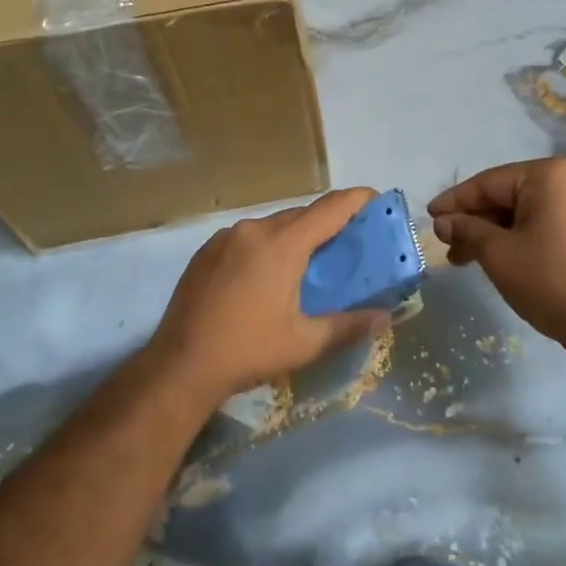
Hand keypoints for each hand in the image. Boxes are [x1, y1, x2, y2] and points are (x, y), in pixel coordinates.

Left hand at [149, 188, 390, 407]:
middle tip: (349, 243)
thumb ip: (349, 325)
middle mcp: (254, 228)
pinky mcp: (207, 249)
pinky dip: (267, 246)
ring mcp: (226, 236)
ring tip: (310, 263)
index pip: (330, 208)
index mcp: (282, 244)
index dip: (358, 200)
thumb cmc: (247, 351)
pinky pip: (248, 236)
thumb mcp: (304, 343)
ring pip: (273, 225)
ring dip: (295, 236)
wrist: (179, 365)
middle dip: (328, 223)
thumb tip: (386, 318)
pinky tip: (268, 275)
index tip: (378, 201)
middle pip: (302, 215)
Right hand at [430, 159, 565, 352]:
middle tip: (448, 244)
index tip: (430, 216)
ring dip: (498, 230)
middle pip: (511, 195)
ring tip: (468, 257)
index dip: (456, 201)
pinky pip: (551, 219)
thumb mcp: (498, 254)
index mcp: (550, 175)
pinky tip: (501, 253)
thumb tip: (444, 222)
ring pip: (530, 209)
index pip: (490, 183)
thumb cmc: (548, 281)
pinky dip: (524, 233)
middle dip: (477, 220)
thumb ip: (467, 230)